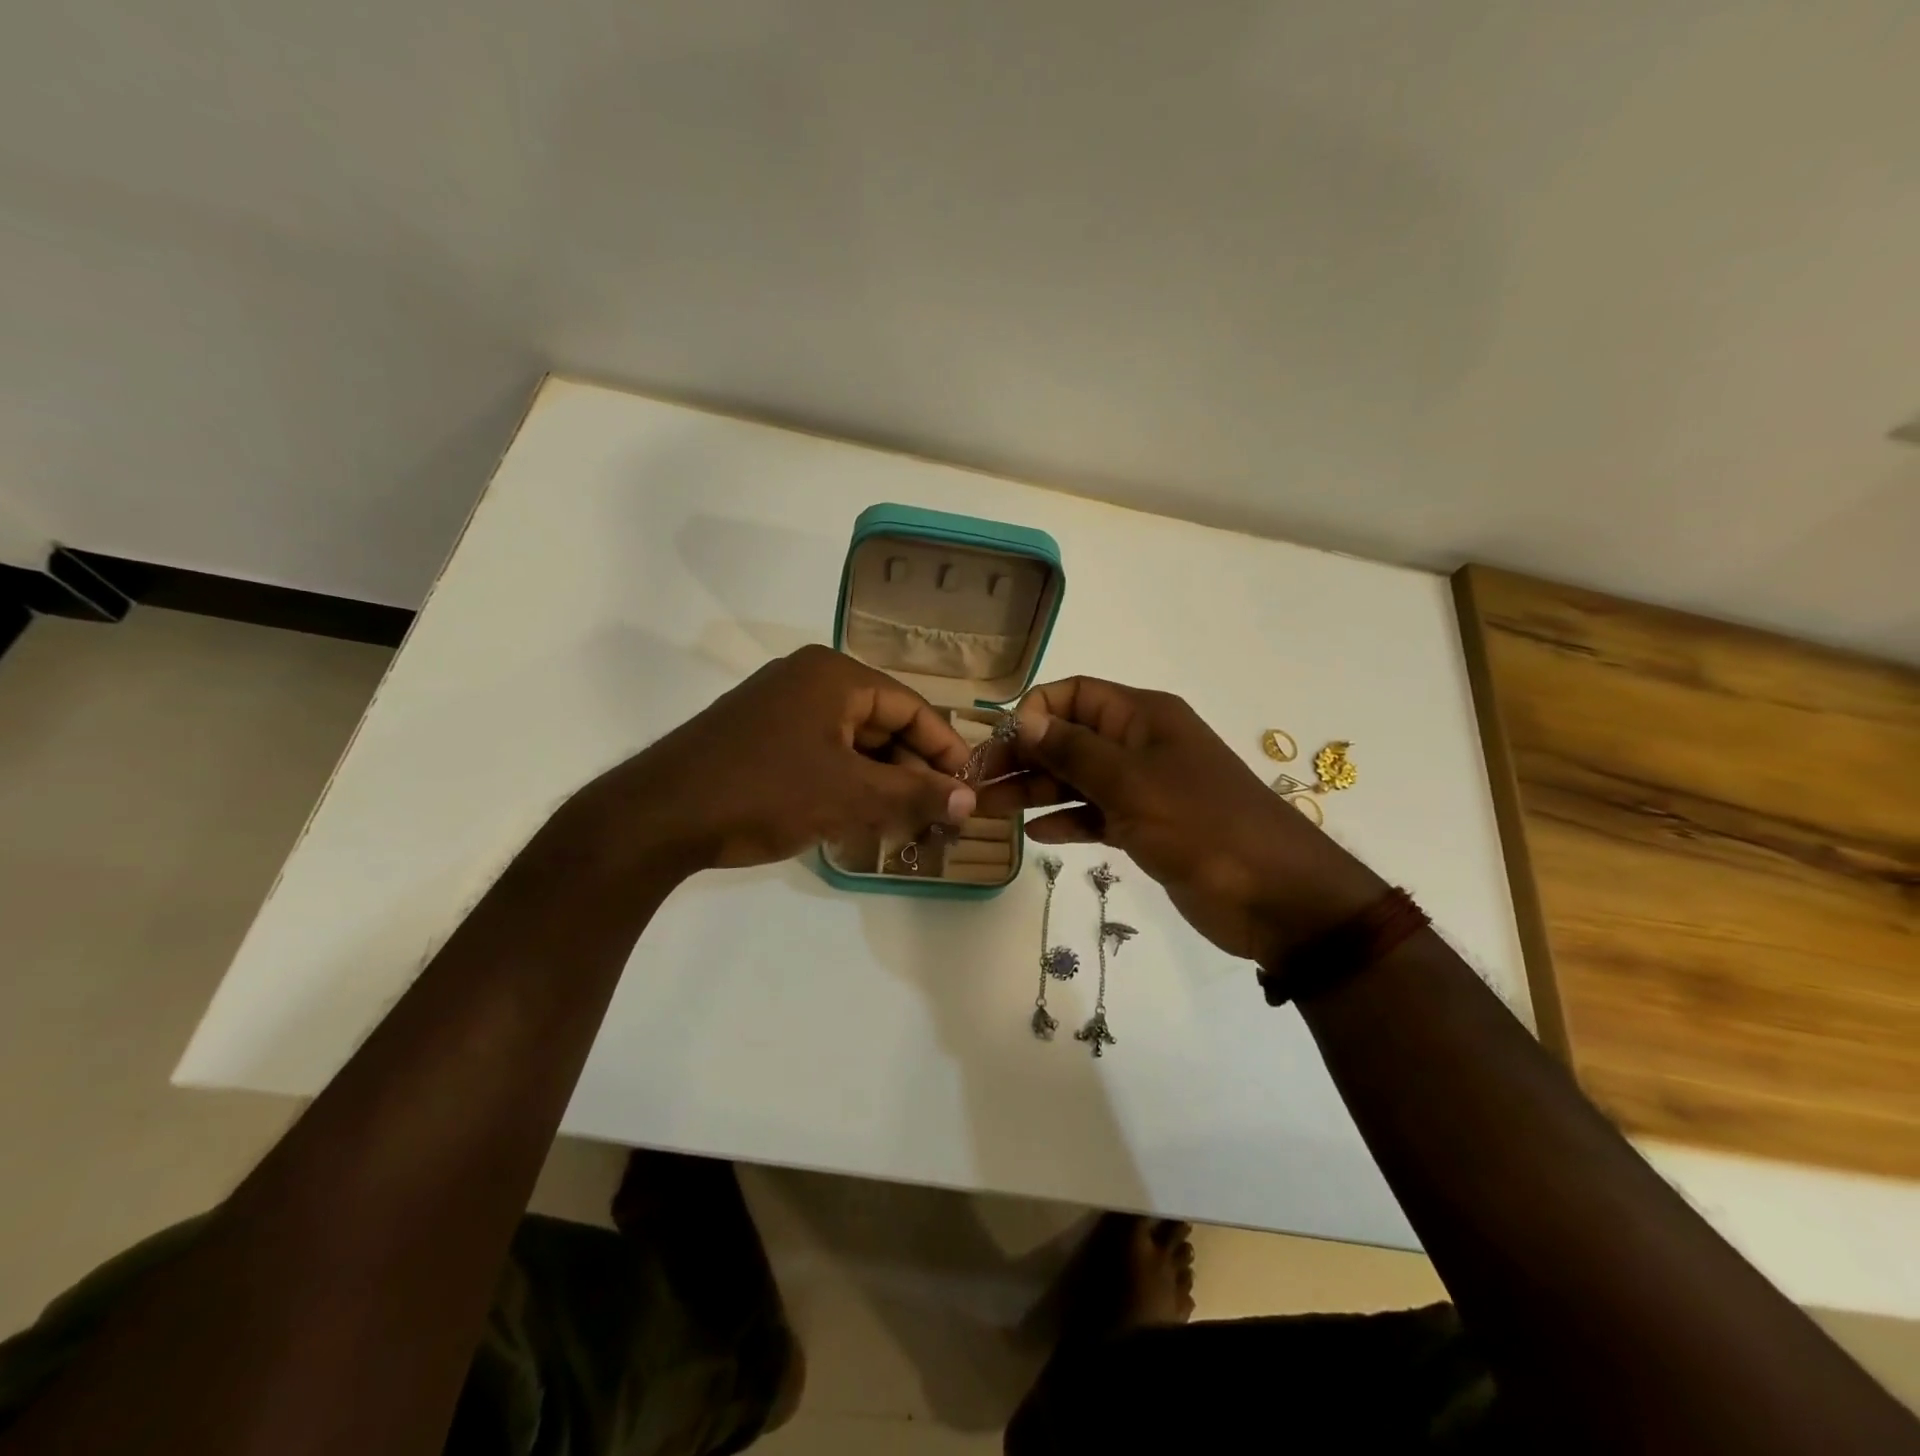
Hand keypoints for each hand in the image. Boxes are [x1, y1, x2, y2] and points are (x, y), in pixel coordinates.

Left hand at [561, 646, 976, 875]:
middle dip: (914, 770)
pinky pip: (822, 752)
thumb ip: (914, 795)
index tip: (970, 788)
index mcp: (835, 675)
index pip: (911, 706)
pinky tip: (862, 816)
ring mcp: (780, 707)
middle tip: (942, 813)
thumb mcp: (849, 795)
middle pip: (882, 722)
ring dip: (882, 780)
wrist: (658, 816)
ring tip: (909, 821)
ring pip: (852, 742)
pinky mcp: (760, 736)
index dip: (946, 749)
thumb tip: (971, 800)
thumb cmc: (764, 792)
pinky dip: (848, 782)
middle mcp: (809, 680)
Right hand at [977, 677, 1384, 965]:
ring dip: (1036, 791)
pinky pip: (1095, 816)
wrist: (1277, 896)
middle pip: (1070, 738)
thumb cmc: (1203, 825)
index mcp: (1143, 717)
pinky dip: (1067, 821)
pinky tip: (1035, 835)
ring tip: (990, 810)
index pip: (1076, 694)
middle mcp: (1140, 745)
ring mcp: (1144, 789)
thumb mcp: (1132, 782)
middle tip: (979, 784)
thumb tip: (1024, 719)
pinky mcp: (1147, 828)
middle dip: (1024, 757)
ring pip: (1077, 779)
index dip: (1036, 711)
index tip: (1002, 743)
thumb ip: (1074, 750)